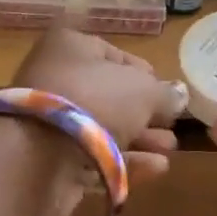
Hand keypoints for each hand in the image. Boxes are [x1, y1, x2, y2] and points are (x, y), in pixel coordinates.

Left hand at [6, 28, 186, 215]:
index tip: (167, 90)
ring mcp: (50, 123)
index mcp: (69, 47)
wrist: (38, 157)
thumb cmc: (92, 102)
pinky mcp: (50, 162)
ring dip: (140, 139)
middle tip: (171, 125)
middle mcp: (55, 80)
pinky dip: (124, 162)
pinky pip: (93, 158)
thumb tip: (178, 96)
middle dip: (144, 112)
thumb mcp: (142, 90)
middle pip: (108, 95)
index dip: (142, 72)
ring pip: (102, 129)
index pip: (111, 53)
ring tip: (170, 149)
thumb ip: (164, 93)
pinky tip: (156, 168)